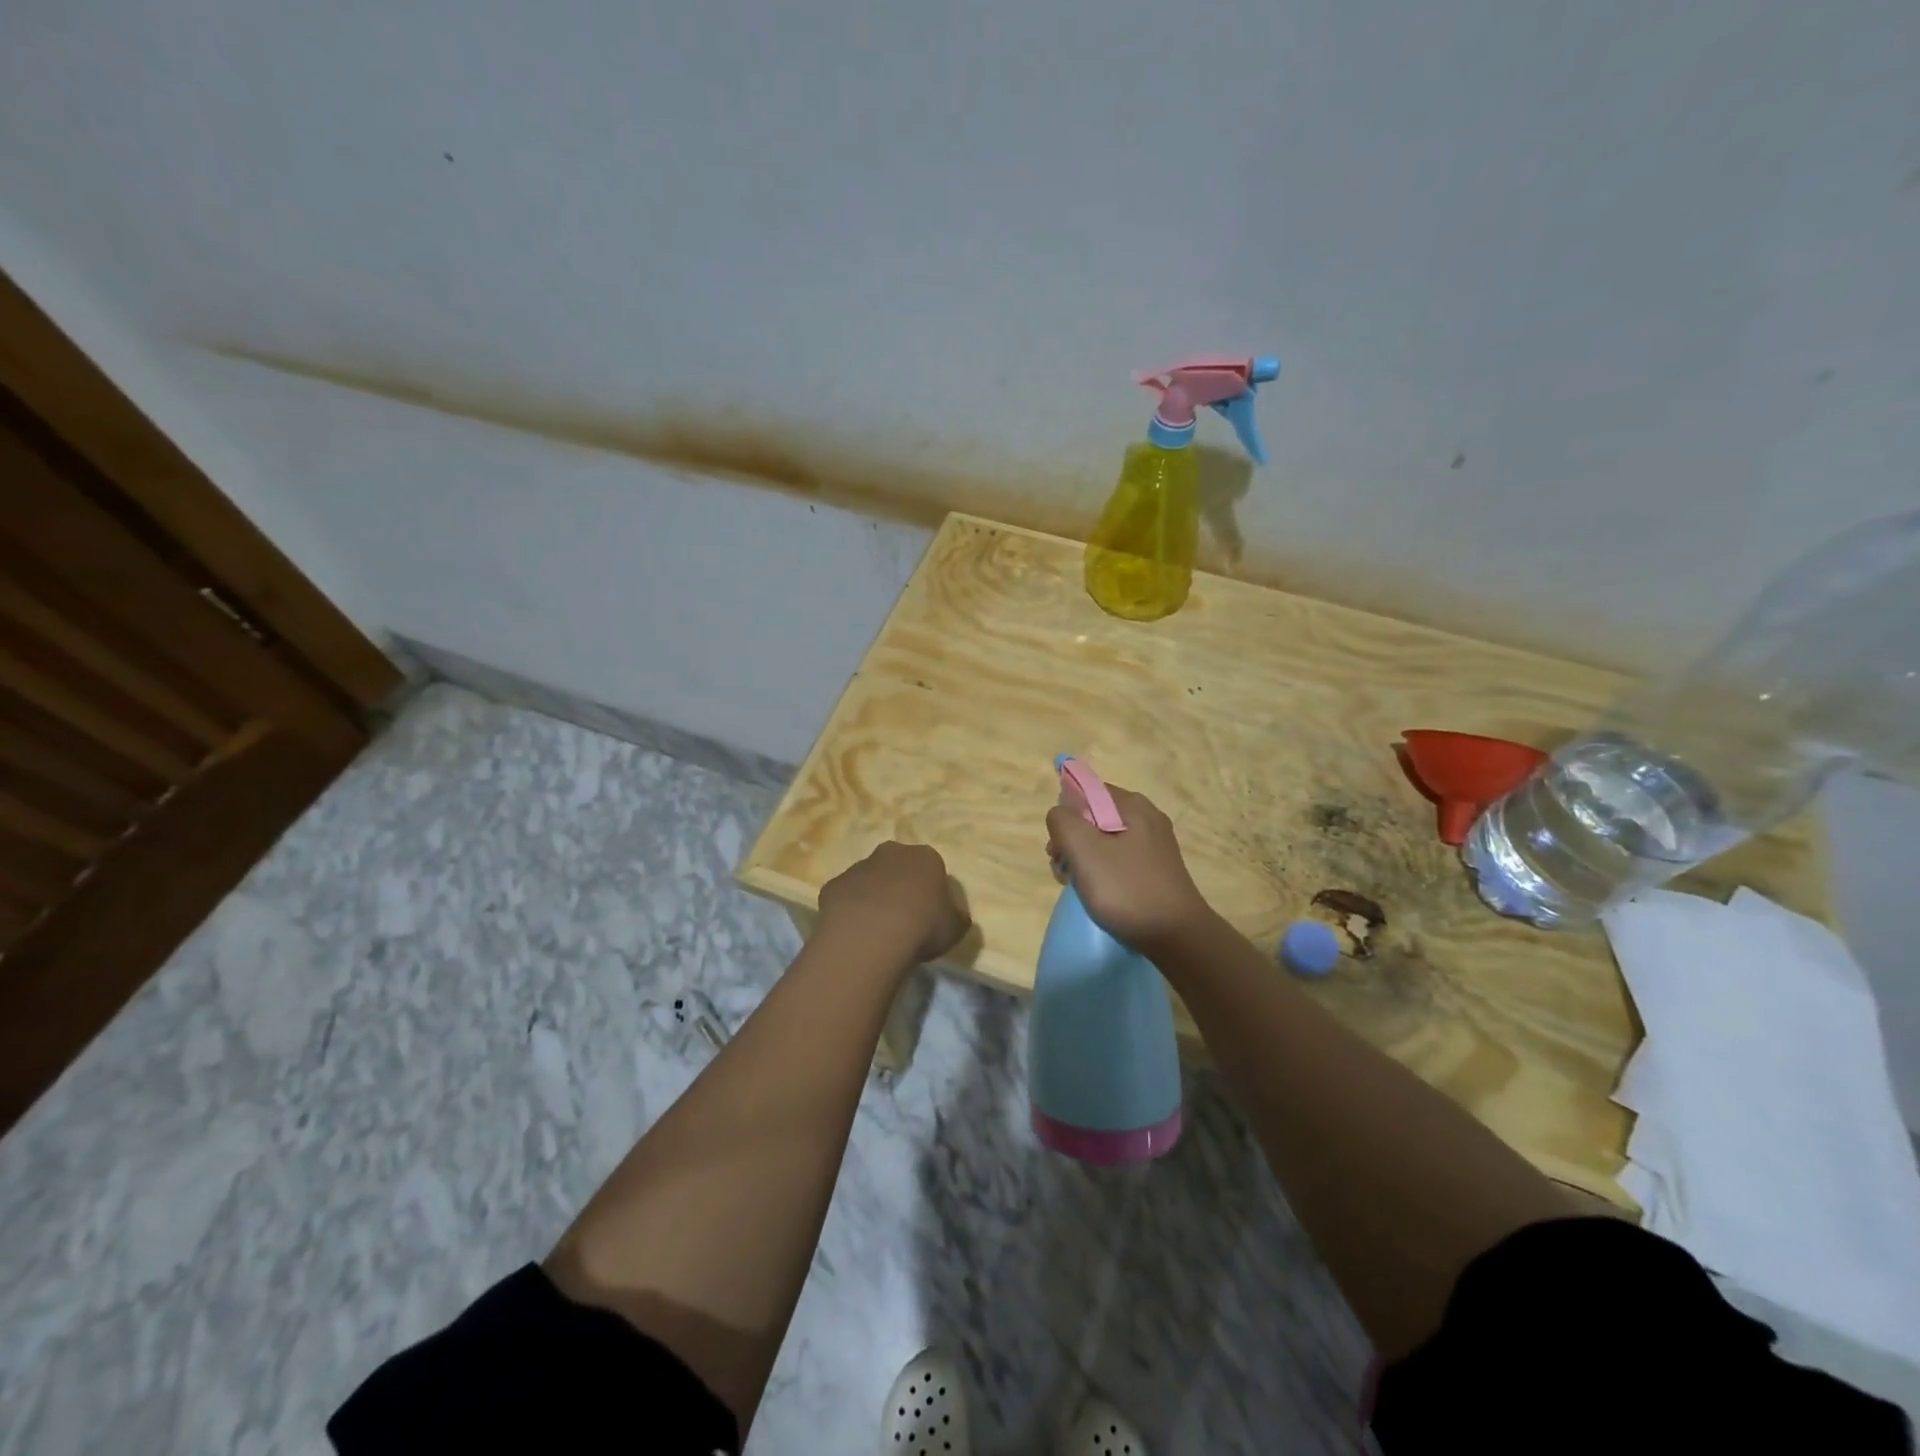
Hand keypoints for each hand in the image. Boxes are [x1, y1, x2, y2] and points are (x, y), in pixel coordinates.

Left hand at [816, 841, 970, 964]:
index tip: (930, 913)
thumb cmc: (923, 927)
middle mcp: (891, 853)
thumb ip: (956, 915)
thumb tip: (951, 913)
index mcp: (925, 857)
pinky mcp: (833, 886)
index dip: (931, 890)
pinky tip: (854, 933)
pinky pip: (845, 897)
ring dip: (872, 897)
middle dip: (899, 885)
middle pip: (898, 866)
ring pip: (868, 880)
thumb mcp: (956, 927)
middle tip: (902, 917)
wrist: (870, 937)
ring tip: (876, 930)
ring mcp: (858, 867)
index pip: (932, 867)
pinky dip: (850, 911)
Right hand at [1046, 786, 1212, 951]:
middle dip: (1072, 840)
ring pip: (1105, 841)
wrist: (1177, 937)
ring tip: (1079, 886)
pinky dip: (1103, 873)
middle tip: (1064, 869)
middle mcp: (1147, 818)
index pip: (1087, 791)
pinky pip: (1119, 860)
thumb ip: (1062, 821)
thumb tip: (1060, 814)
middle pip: (1094, 817)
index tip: (1058, 845)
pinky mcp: (1157, 871)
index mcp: (1133, 806)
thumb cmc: (1127, 889)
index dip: (1066, 814)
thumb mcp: (1084, 850)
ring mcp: (1155, 846)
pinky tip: (1099, 895)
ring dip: (1084, 860)